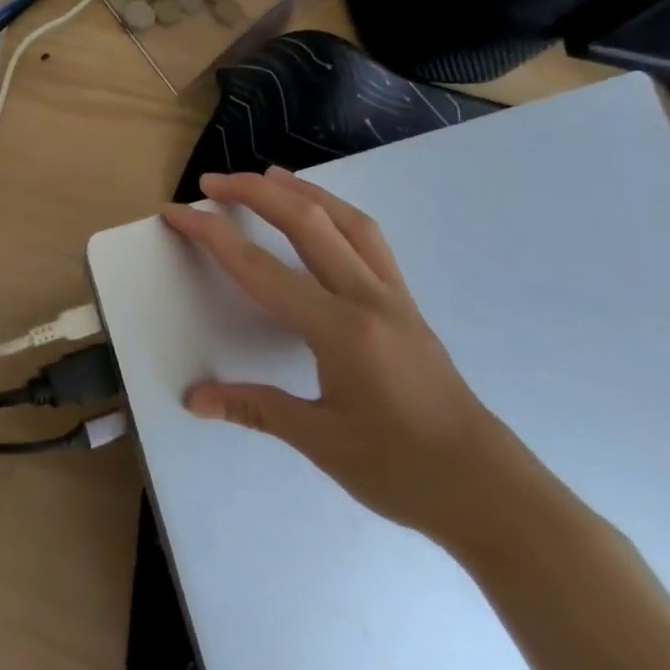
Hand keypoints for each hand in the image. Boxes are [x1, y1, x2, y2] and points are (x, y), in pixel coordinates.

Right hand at [162, 167, 531, 549]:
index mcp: (340, 330)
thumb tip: (196, 400)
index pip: (261, 269)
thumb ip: (256, 408)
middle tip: (212, 183)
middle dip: (255, 193)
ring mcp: (393, 297)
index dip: (212, 236)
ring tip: (268, 175)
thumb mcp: (322, 442)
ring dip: (303, 191)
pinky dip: (337, 213)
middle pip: (307, 223)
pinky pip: (370, 241)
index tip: (177, 214)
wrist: (492, 494)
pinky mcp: (407, 305)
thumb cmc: (403, 471)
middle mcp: (368, 299)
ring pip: (347, 221)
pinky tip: (322, 217)